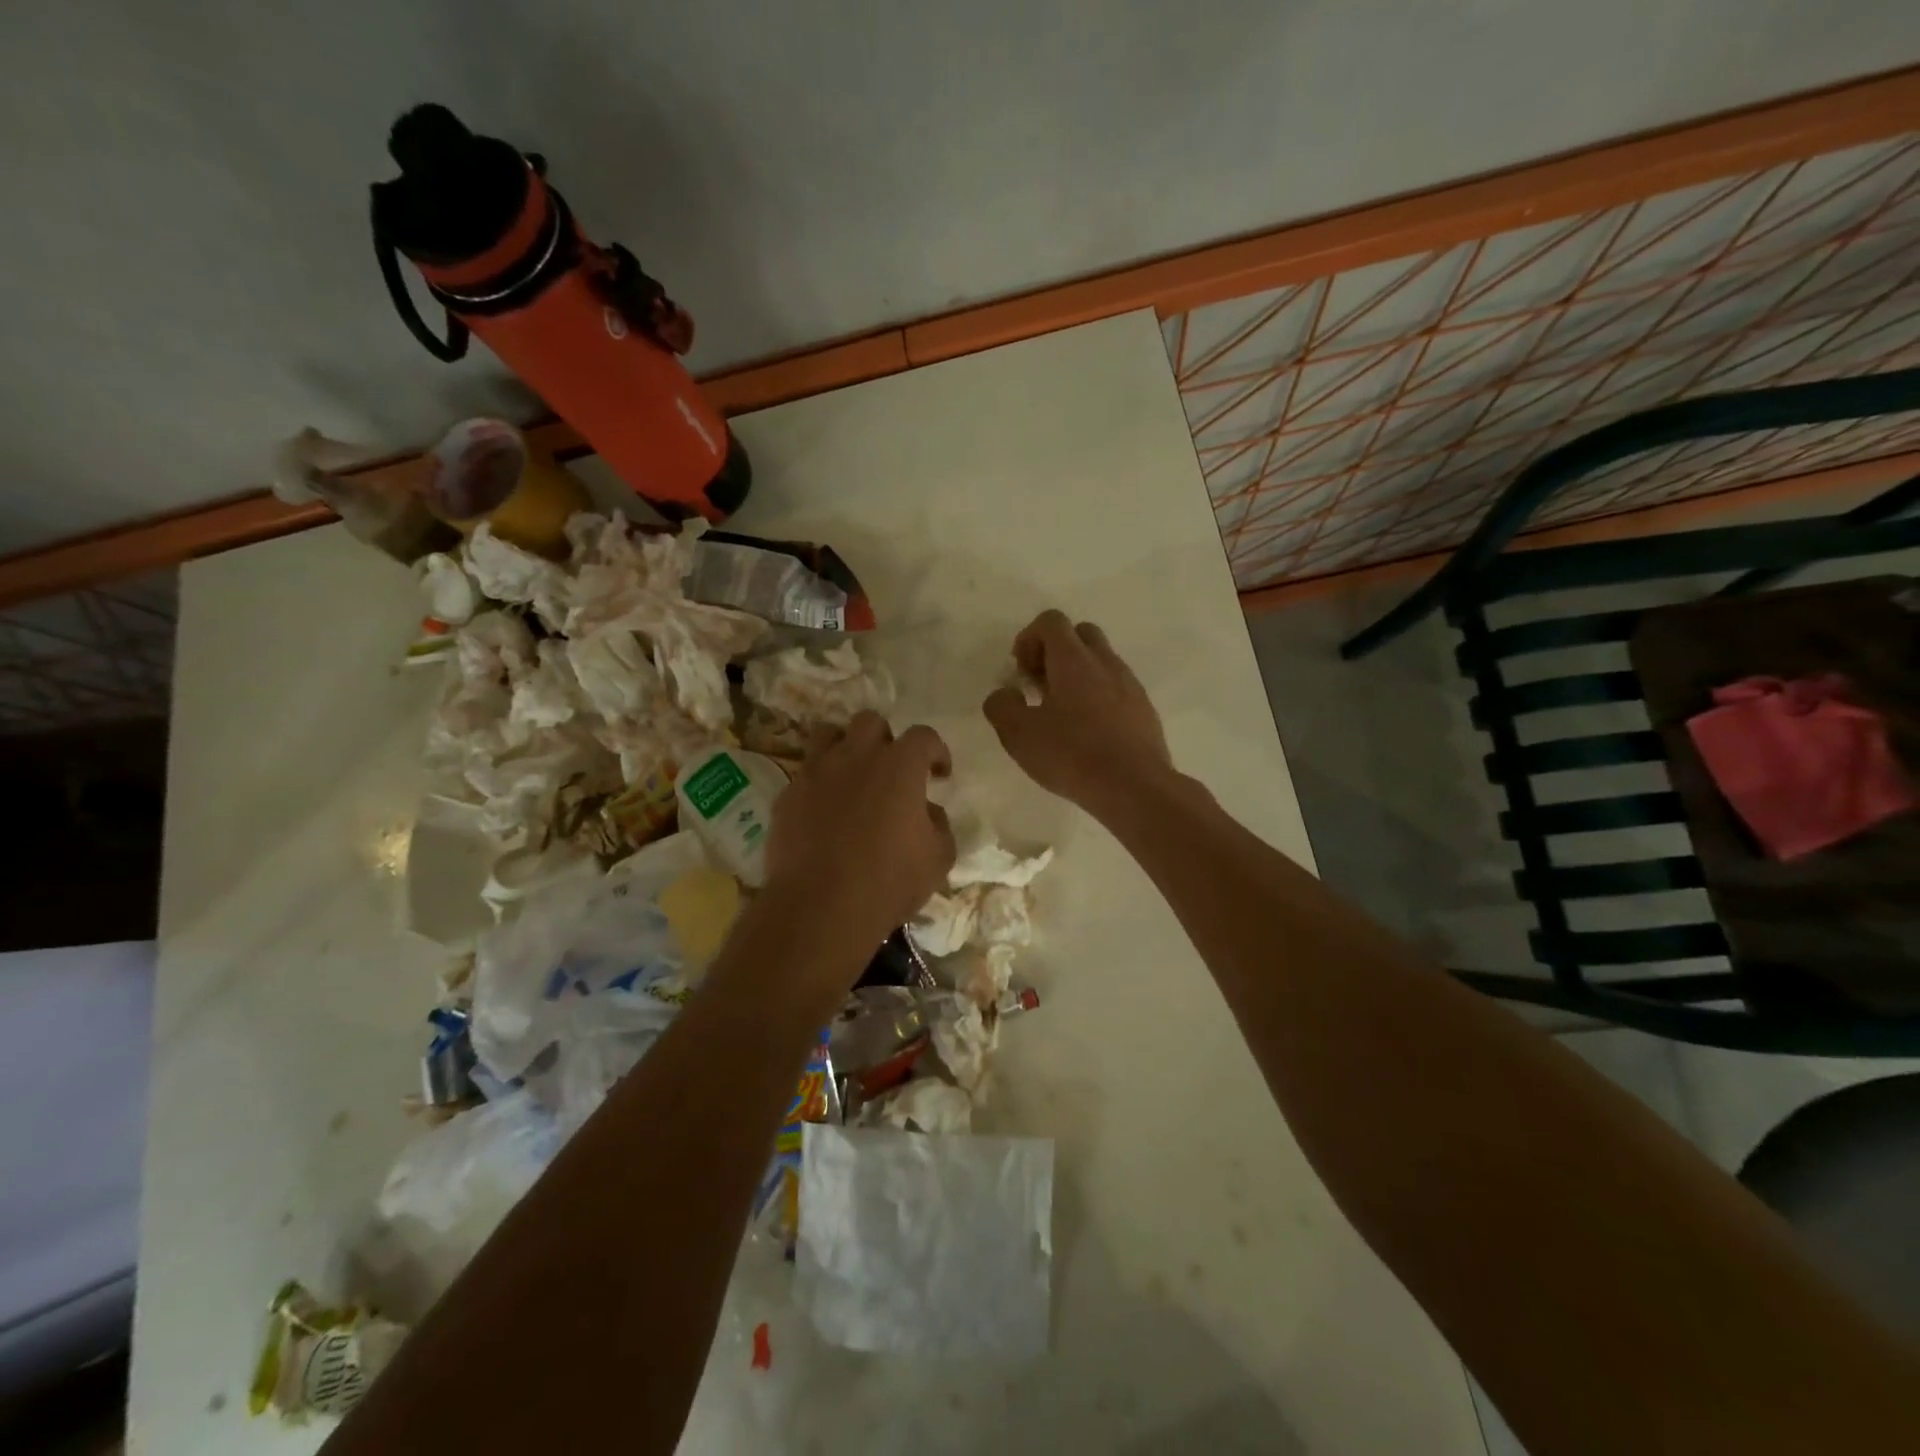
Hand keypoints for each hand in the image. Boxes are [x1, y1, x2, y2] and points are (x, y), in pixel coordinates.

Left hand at [761, 712, 956, 960]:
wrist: (820, 905)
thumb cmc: (889, 880)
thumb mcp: (938, 858)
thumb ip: (939, 825)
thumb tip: (927, 812)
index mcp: (899, 766)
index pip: (923, 736)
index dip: (935, 751)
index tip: (939, 773)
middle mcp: (856, 756)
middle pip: (870, 722)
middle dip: (884, 739)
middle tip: (890, 769)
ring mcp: (816, 772)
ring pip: (827, 734)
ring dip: (844, 748)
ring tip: (851, 776)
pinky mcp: (787, 795)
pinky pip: (804, 775)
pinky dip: (818, 785)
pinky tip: (823, 813)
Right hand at [984, 610, 1173, 816]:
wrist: (1135, 787)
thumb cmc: (1072, 755)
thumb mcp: (1018, 734)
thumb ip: (1001, 706)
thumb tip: (1004, 694)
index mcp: (1074, 659)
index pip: (1052, 621)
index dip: (1029, 638)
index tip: (1021, 673)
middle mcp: (1106, 662)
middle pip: (1080, 634)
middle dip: (1056, 652)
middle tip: (1040, 687)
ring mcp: (1130, 685)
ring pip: (1101, 662)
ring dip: (1078, 677)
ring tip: (1062, 715)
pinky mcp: (1145, 710)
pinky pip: (1117, 689)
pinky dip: (1099, 698)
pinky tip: (1089, 734)